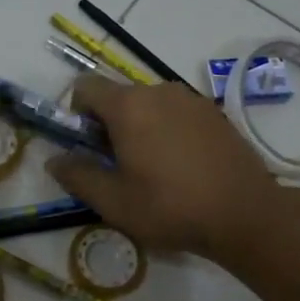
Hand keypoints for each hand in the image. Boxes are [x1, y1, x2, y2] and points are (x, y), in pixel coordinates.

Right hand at [46, 75, 279, 257]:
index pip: (85, 87)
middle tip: (119, 168)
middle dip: (109, 126)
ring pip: (150, 106)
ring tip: (153, 171)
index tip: (87, 147)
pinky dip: (168, 132)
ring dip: (140, 129)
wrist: (245, 213)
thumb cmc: (170, 207)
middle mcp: (159, 91)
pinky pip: (177, 114)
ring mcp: (191, 100)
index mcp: (129, 106)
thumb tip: (54, 160)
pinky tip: (182, 168)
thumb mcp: (114, 201)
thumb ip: (78, 176)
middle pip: (119, 97)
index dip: (76, 114)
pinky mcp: (215, 114)